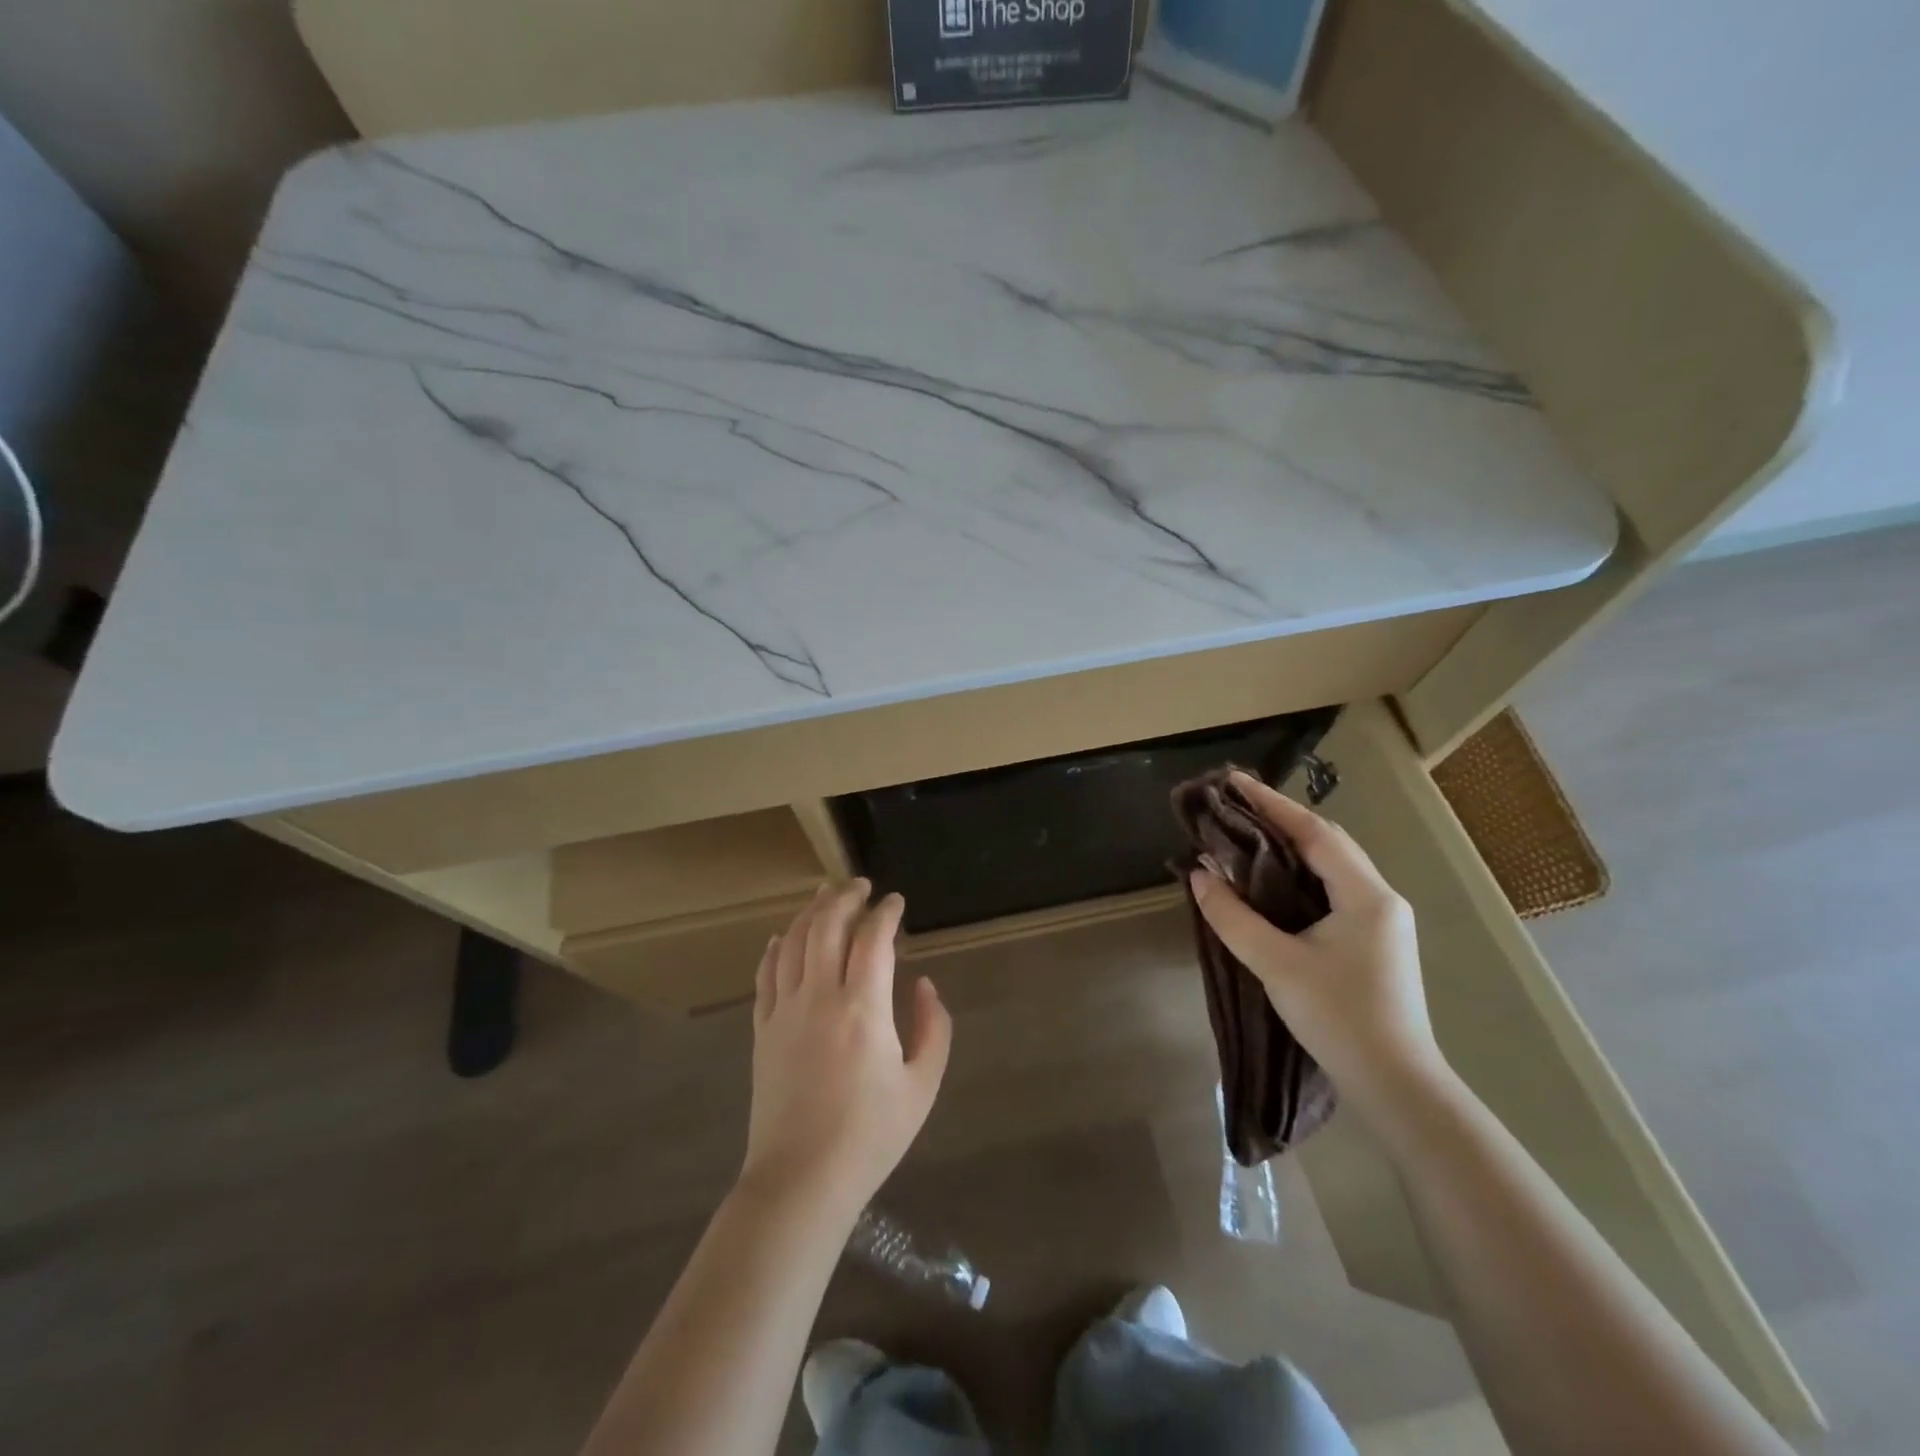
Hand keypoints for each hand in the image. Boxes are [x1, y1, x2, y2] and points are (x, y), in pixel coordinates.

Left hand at [740, 880, 951, 1215]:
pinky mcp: (762, 1030)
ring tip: (825, 894)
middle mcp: (819, 997)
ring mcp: (784, 1011)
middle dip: (845, 897)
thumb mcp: (922, 1086)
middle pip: (827, 927)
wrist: (801, 1180)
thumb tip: (923, 984)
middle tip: (861, 885)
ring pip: (793, 942)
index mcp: (863, 1008)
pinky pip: (765, 975)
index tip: (896, 901)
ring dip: (811, 912)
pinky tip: (782, 937)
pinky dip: (775, 948)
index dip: (886, 912)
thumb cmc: (870, 1136)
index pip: (873, 938)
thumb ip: (933, 1027)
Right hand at [1189, 771, 1444, 1114]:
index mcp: (1366, 895)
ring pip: (1332, 866)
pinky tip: (1274, 880)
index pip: (1314, 832)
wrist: (1395, 1084)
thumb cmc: (1338, 1018)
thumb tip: (1199, 875)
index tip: (1234, 781)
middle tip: (1236, 805)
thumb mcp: (1276, 964)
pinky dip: (1301, 874)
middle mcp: (1381, 898)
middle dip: (1281, 819)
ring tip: (1248, 833)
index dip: (1271, 804)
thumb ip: (1233, 917)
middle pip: (1327, 842)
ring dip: (1292, 846)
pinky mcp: (1375, 941)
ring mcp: (1382, 921)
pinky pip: (1334, 889)